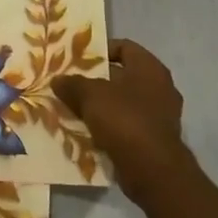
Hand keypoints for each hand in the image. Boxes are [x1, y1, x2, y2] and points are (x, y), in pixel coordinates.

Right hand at [55, 39, 188, 198]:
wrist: (152, 170)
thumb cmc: (124, 120)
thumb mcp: (90, 95)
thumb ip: (72, 83)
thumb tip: (58, 80)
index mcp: (150, 69)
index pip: (125, 47)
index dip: (101, 50)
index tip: (78, 58)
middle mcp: (160, 88)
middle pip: (122, 76)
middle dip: (95, 79)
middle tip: (69, 82)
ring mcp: (159, 115)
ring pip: (122, 102)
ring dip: (99, 105)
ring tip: (72, 106)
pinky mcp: (154, 139)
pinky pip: (126, 124)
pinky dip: (108, 125)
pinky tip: (86, 129)